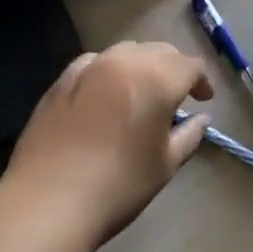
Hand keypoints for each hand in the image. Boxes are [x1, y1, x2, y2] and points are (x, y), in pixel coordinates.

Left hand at [1, 42, 213, 242]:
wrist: (49, 200)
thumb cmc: (119, 185)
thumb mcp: (165, 164)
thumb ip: (188, 135)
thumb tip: (201, 118)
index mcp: (157, 79)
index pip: (190, 65)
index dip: (201, 80)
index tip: (203, 100)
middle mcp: (124, 61)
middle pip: (158, 52)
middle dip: (173, 69)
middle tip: (177, 96)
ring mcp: (88, 67)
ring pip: (125, 52)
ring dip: (140, 66)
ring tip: (141, 92)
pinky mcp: (61, 80)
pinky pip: (93, 62)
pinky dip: (108, 71)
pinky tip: (104, 94)